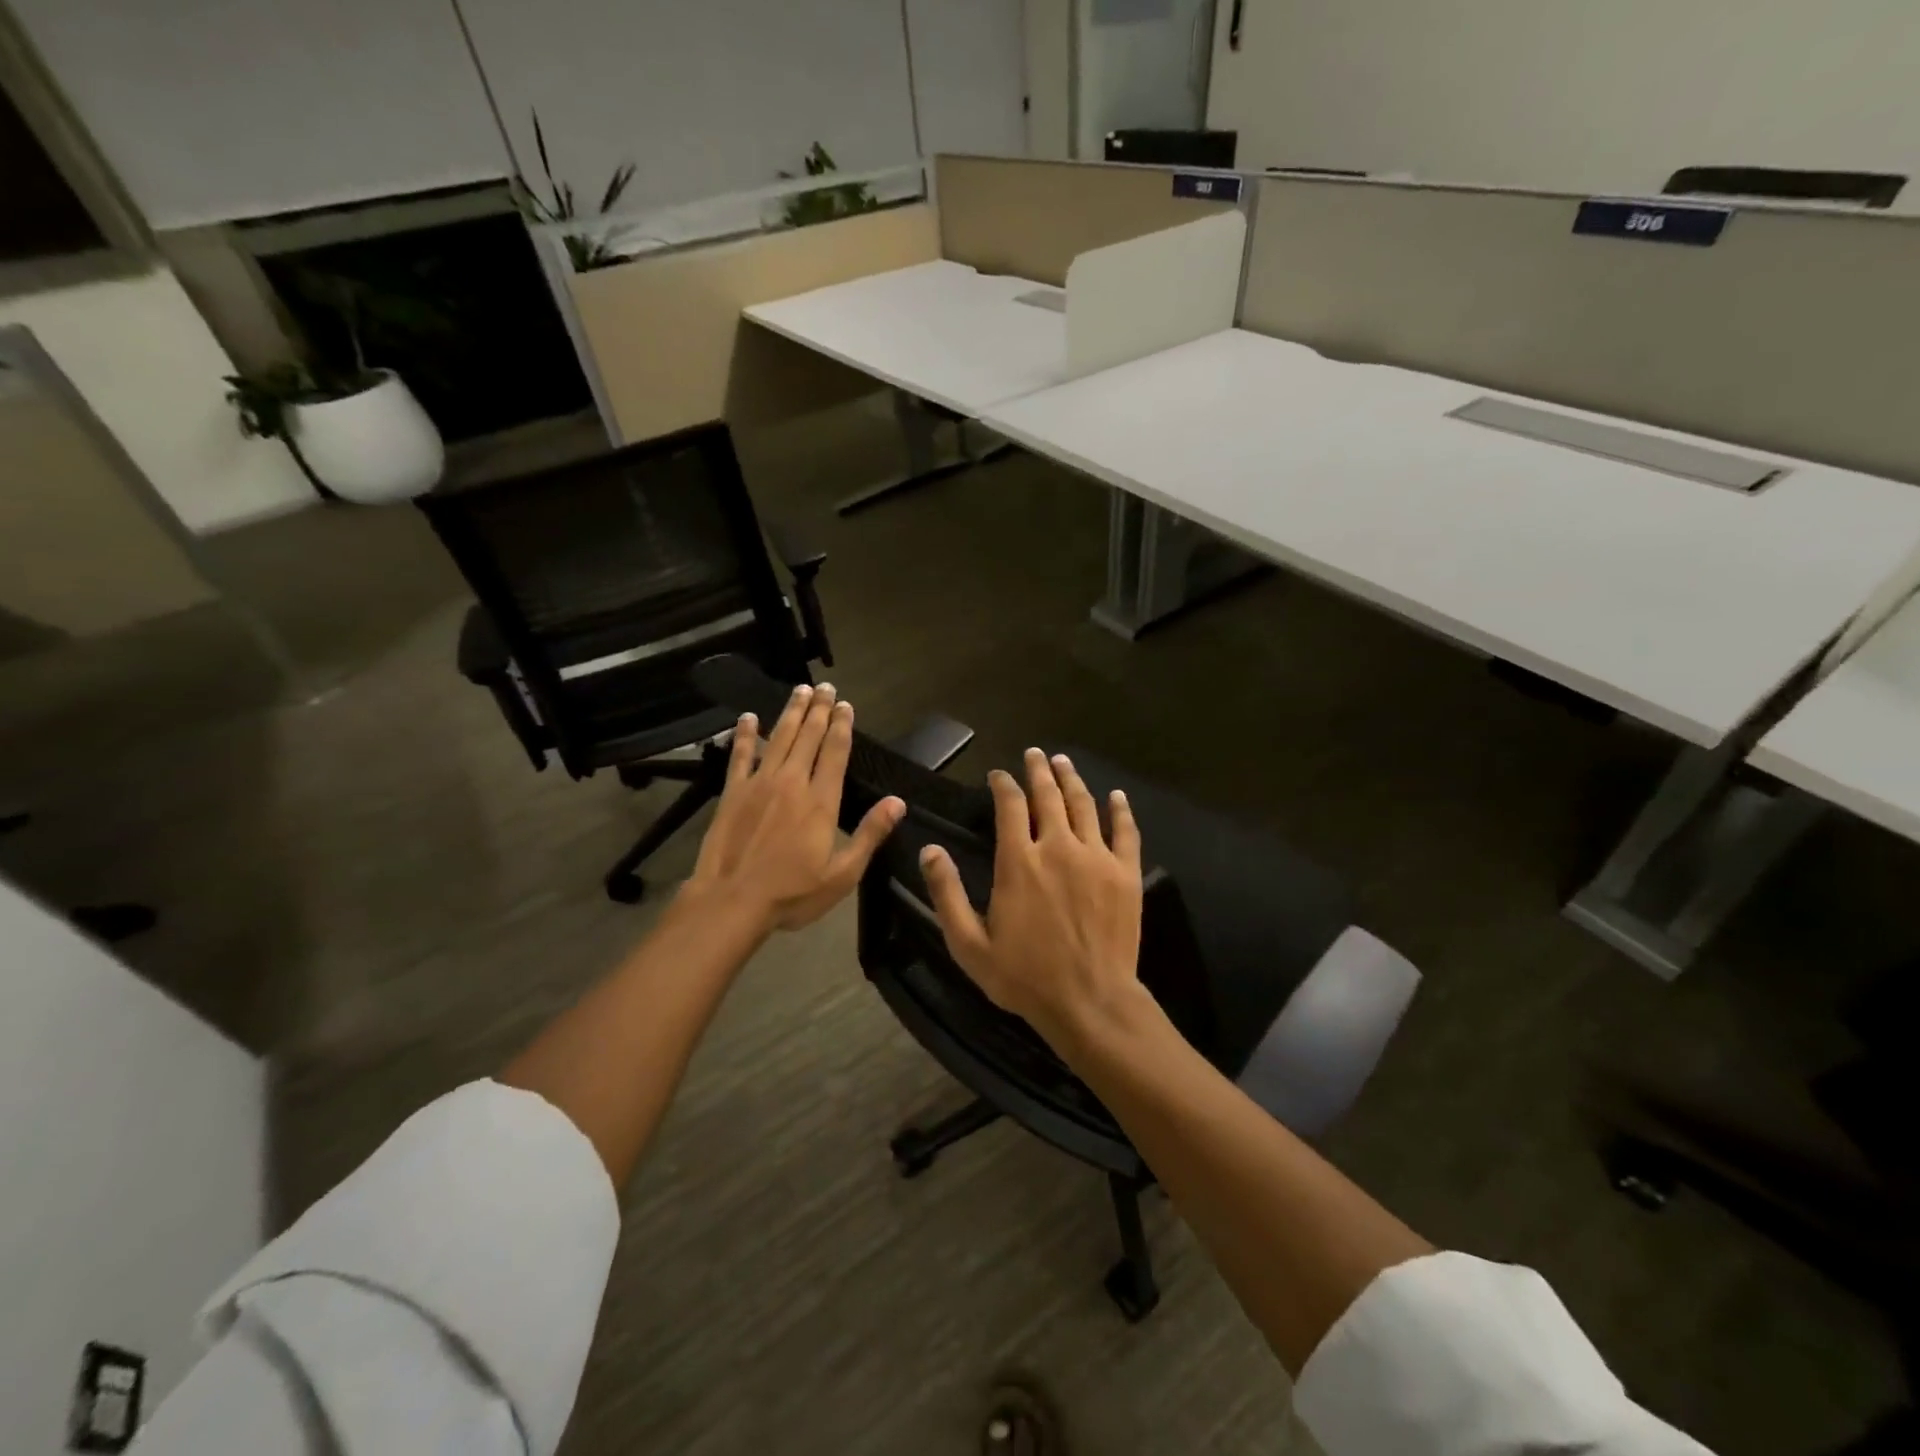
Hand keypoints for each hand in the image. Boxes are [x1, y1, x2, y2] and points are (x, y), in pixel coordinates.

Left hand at [688, 682, 904, 932]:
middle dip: (819, 710)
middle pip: (808, 737)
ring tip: (800, 690)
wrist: (732, 901)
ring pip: (778, 737)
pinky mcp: (733, 792)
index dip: (842, 726)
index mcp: (821, 801)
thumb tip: (898, 802)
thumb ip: (870, 835)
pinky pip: (740, 755)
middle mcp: (792, 782)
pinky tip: (747, 717)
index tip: (846, 705)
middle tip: (825, 687)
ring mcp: (760, 783)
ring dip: (790, 712)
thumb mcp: (842, 874)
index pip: (835, 753)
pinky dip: (744, 734)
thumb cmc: (792, 893)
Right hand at [919, 748, 1145, 1053]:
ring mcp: (1097, 857)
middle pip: (1049, 795)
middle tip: (1035, 754)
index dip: (1003, 784)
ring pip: (1084, 805)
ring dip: (1072, 779)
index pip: (1010, 806)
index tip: (998, 775)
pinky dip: (1120, 810)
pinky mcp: (1126, 873)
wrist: (1090, 1002)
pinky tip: (1116, 796)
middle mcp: (1058, 847)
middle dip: (1039, 770)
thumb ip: (947, 894)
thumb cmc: (1025, 977)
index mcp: (1019, 861)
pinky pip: (1125, 831)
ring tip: (1063, 762)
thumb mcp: (969, 944)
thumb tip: (930, 850)